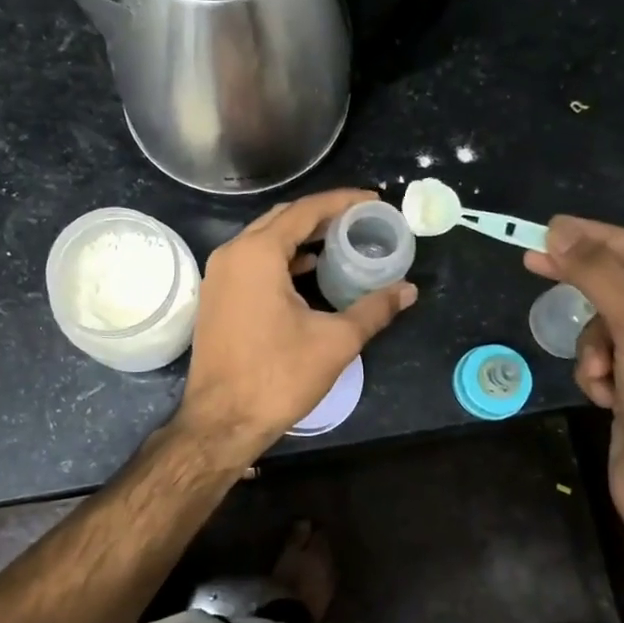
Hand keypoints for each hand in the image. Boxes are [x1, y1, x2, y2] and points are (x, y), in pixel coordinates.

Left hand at [180, 189, 416, 460]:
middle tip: (361, 219)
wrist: (221, 422)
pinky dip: (282, 258)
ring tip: (341, 240)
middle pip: (282, 218)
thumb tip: (408, 290)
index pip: (305, 210)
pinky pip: (252, 261)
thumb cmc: (278, 377)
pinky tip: (308, 269)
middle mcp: (232, 254)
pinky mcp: (216, 297)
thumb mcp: (335, 341)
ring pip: (264, 240)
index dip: (342, 202)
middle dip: (322, 214)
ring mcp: (218, 275)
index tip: (374, 200)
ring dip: (301, 236)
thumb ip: (374, 309)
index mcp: (257, 253)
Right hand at [525, 217, 623, 539]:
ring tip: (602, 376)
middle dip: (589, 293)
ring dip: (595, 348)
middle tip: (534, 261)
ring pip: (607, 327)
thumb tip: (560, 230)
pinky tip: (605, 397)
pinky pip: (604, 358)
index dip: (599, 239)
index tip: (551, 227)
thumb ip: (600, 276)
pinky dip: (597, 373)